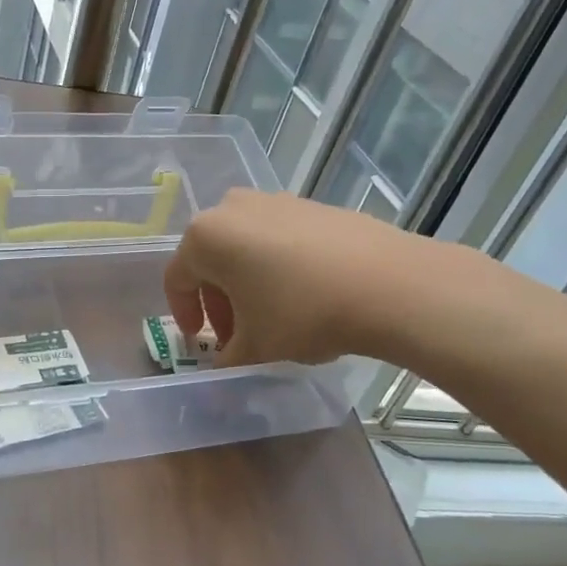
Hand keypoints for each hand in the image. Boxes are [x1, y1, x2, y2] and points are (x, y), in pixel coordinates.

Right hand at [163, 189, 442, 366]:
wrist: (389, 283)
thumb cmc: (302, 312)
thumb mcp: (256, 348)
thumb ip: (227, 359)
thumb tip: (223, 365)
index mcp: (205, 237)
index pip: (177, 280)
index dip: (184, 316)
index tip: (201, 343)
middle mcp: (232, 208)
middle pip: (211, 260)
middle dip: (219, 301)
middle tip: (237, 336)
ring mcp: (275, 201)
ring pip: (245, 247)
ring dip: (247, 284)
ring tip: (272, 318)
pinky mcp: (311, 204)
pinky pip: (278, 238)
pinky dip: (278, 267)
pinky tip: (304, 296)